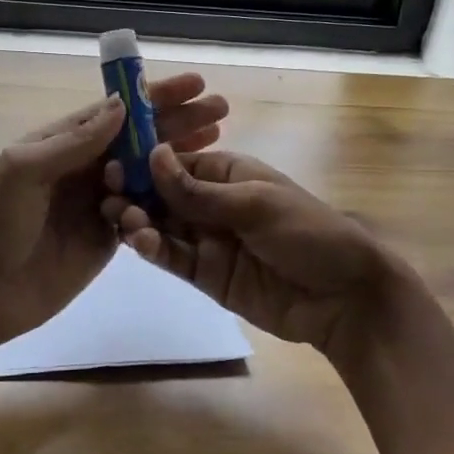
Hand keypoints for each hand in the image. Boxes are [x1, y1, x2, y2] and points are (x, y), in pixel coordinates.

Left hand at [0, 74, 228, 354]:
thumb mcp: (23, 170)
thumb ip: (73, 140)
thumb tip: (122, 106)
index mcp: (61, 142)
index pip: (116, 112)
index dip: (155, 97)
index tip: (194, 85)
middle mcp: (83, 166)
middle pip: (139, 138)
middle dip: (178, 121)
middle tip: (220, 110)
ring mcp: (97, 202)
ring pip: (147, 171)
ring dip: (180, 155)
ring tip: (218, 140)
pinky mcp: (107, 237)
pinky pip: (144, 212)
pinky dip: (169, 198)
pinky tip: (198, 188)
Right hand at [103, 144, 418, 359]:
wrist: (343, 298)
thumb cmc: (307, 233)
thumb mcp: (255, 204)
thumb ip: (198, 190)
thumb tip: (152, 155)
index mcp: (227, 173)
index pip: (177, 163)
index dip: (146, 163)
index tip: (114, 164)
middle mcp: (212, 203)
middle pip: (163, 194)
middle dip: (136, 193)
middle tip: (110, 197)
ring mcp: (207, 239)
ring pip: (162, 225)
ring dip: (139, 221)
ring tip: (122, 221)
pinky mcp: (205, 274)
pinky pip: (172, 257)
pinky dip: (154, 250)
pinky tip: (140, 244)